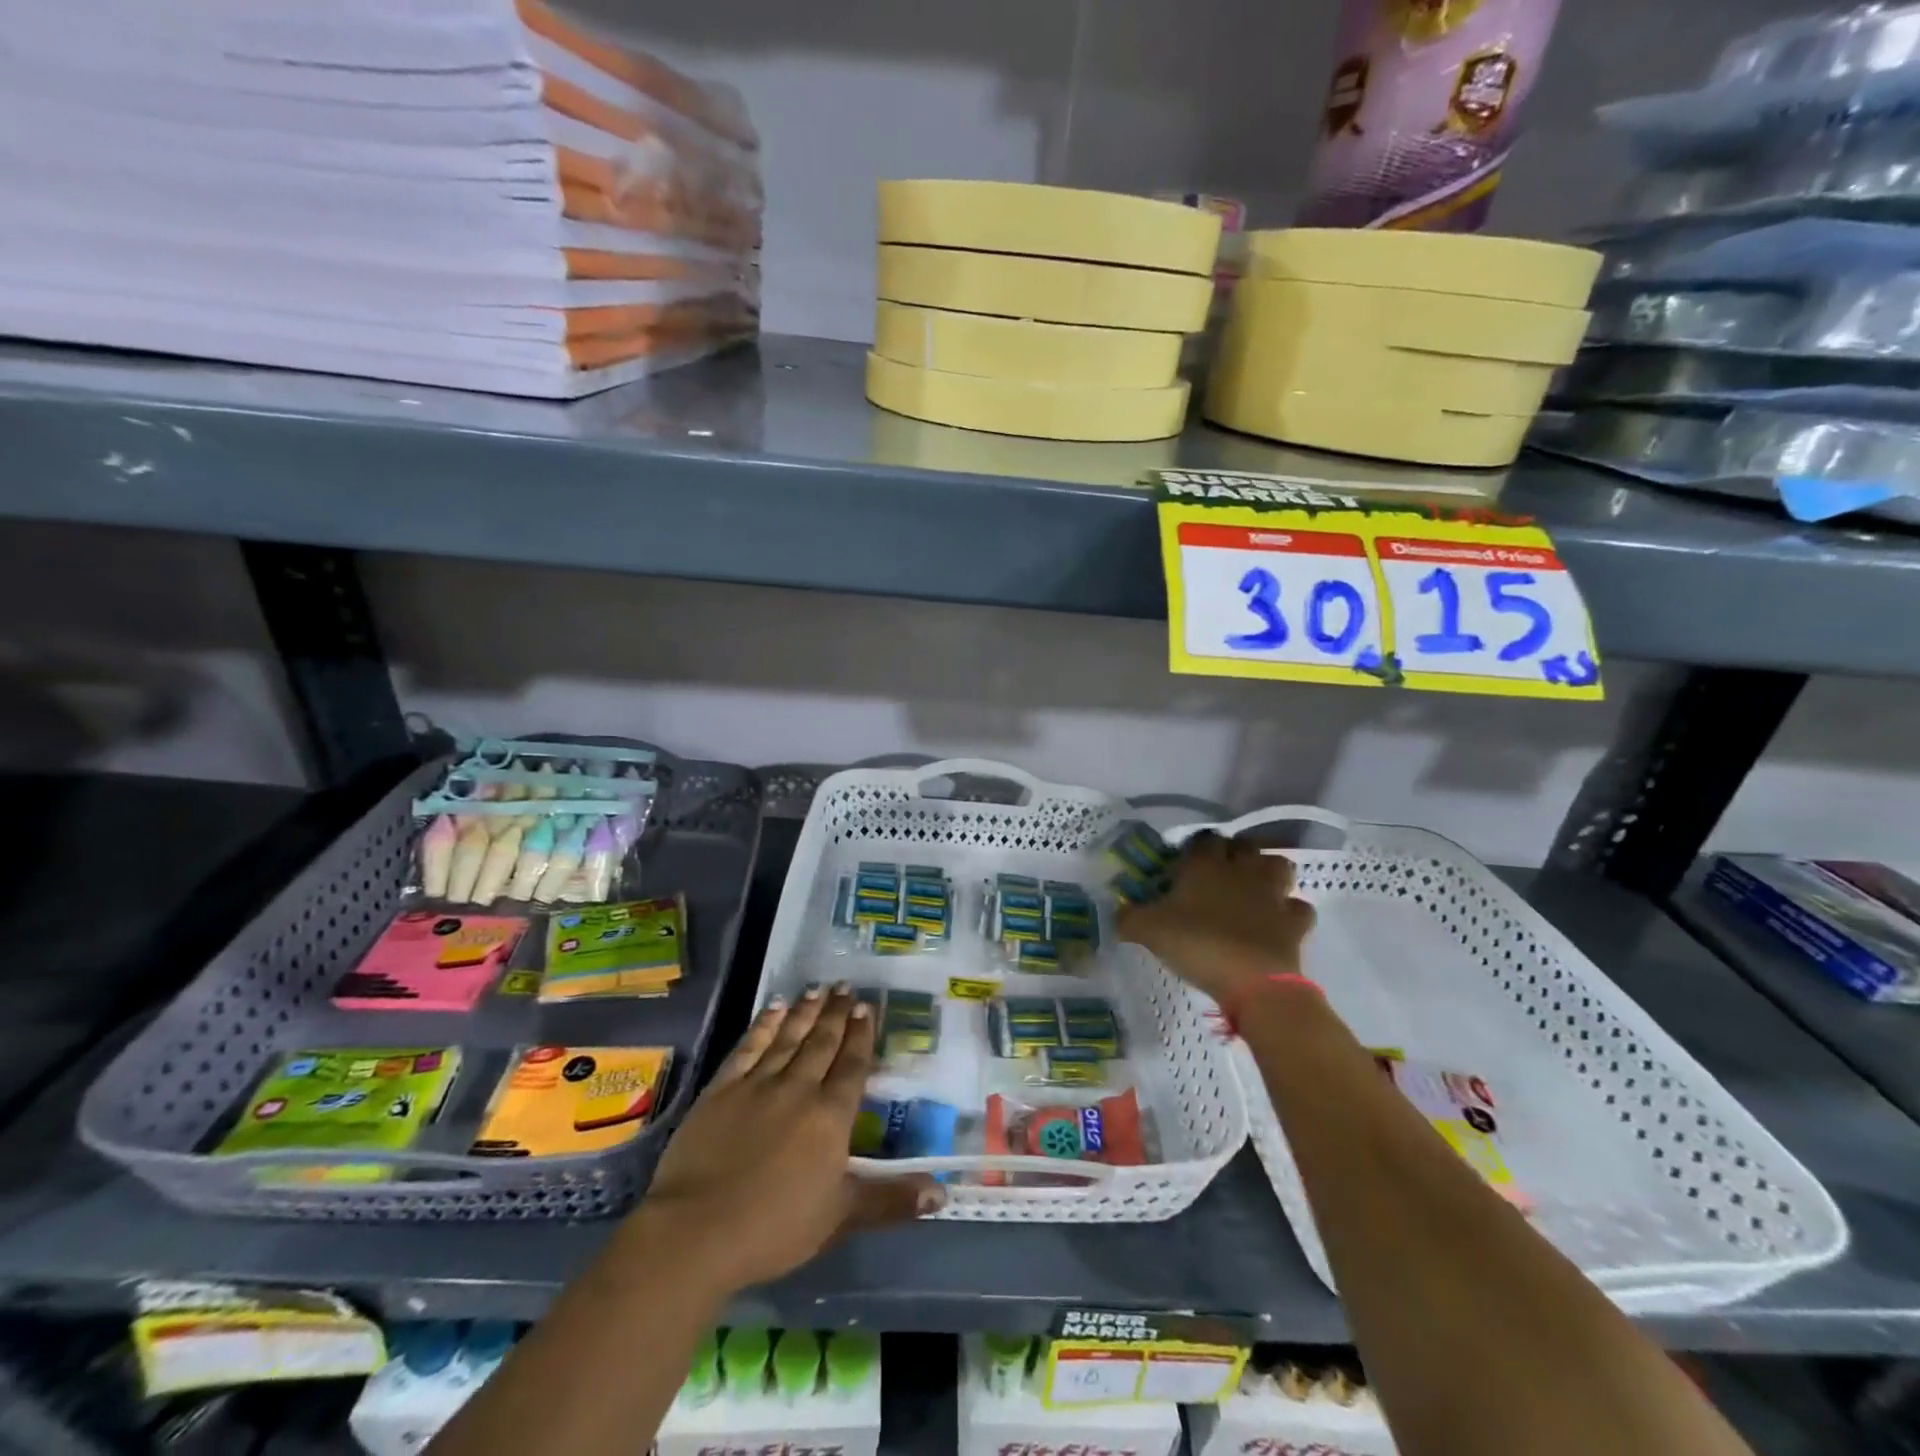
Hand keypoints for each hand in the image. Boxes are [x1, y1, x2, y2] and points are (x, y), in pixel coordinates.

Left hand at [640, 985, 942, 1294]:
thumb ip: (890, 1199)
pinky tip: (774, 1008)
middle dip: (836, 1014)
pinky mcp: (722, 1089)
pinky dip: (764, 1025)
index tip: (866, 1007)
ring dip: (805, 1012)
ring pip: (788, 1038)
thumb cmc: (775, 1228)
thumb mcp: (841, 1217)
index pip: (852, 1066)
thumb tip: (943, 1194)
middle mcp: (799, 1088)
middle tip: (845, 986)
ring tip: (817, 989)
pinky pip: (749, 1047)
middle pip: (822, 1043)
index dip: (860, 1035)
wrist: (697, 1231)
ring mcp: (758, 1085)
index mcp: (830, 1116)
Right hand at [1117, 831, 1315, 1004]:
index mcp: (1204, 865)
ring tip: (1254, 890)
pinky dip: (1289, 912)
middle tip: (1219, 875)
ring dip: (1268, 873)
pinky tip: (1277, 923)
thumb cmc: (1197, 944)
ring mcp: (1273, 893)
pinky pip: (1297, 907)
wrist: (1253, 981)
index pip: (1203, 839)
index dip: (1196, 847)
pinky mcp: (1295, 920)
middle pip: (1244, 845)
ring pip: (1278, 866)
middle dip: (1235, 854)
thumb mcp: (1147, 931)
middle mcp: (1241, 869)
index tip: (1185, 863)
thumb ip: (1127, 918)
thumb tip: (1114, 914)